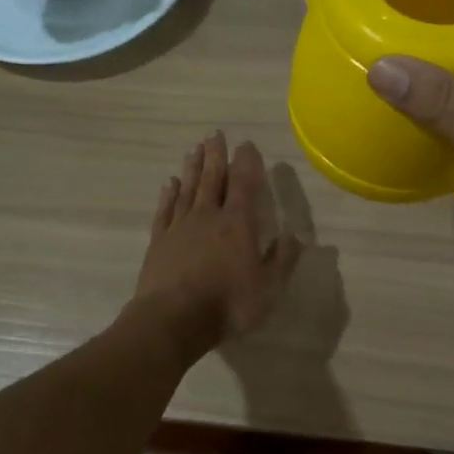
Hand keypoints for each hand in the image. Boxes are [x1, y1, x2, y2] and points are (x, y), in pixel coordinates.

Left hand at [129, 131, 302, 364]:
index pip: (244, 183)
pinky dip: (169, 194)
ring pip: (188, 188)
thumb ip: (282, 259)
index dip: (247, 162)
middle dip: (216, 155)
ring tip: (195, 149)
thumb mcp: (268, 288)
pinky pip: (165, 209)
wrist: (172, 319)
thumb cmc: (227, 303)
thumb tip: (294, 236)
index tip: (247, 144)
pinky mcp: (159, 240)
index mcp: (237, 223)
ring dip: (193, 167)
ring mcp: (180, 226)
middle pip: (212, 178)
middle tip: (215, 134)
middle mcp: (208, 216)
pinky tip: (171, 183)